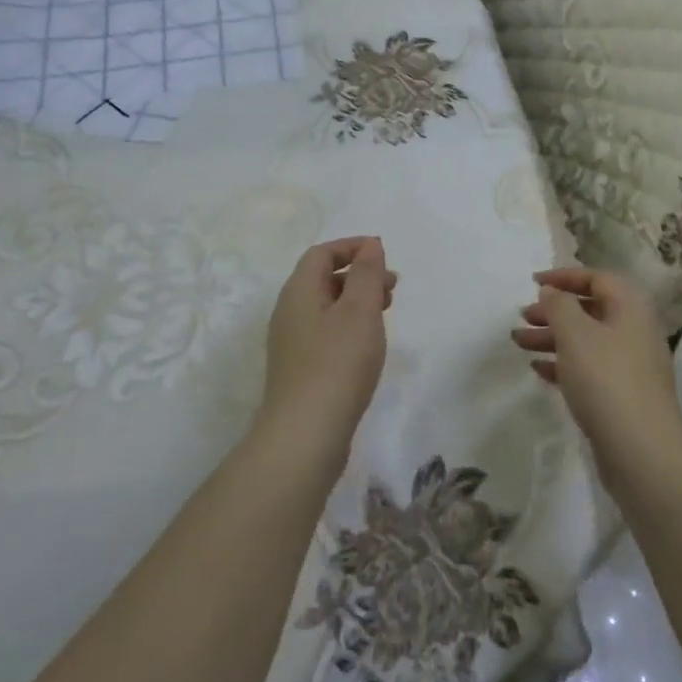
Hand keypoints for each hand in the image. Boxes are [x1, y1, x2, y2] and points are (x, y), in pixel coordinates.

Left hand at [257, 237, 395, 467]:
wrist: (305, 436)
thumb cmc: (337, 363)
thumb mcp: (359, 310)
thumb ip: (366, 273)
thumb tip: (369, 245)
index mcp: (298, 291)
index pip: (321, 253)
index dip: (352, 246)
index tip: (383, 253)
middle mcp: (289, 312)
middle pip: (323, 279)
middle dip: (359, 275)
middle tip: (392, 287)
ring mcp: (292, 344)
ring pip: (326, 307)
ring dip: (357, 301)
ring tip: (386, 314)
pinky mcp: (300, 371)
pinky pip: (326, 332)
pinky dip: (349, 326)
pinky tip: (368, 346)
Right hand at [512, 268, 681, 498]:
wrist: (642, 452)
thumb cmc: (606, 380)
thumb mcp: (575, 333)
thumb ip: (559, 305)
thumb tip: (552, 291)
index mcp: (630, 307)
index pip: (597, 278)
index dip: (564, 276)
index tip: (534, 283)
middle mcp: (634, 331)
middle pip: (589, 310)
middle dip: (554, 311)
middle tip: (523, 316)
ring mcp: (630, 366)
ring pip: (586, 340)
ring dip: (553, 338)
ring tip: (519, 342)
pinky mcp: (622, 396)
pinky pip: (589, 368)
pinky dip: (564, 364)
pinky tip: (539, 370)